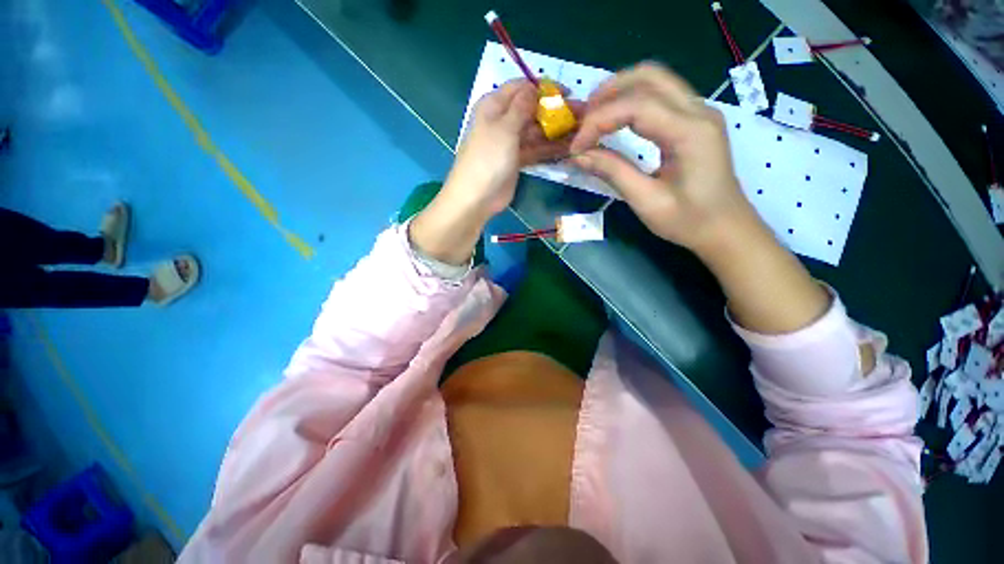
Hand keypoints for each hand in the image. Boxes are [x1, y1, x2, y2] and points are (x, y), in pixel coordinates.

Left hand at [409, 79, 574, 264]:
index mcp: (494, 105)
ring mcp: (510, 143)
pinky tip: (569, 148)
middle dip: (555, 111)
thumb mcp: (504, 128)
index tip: (568, 94)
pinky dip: (549, 149)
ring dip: (556, 131)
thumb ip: (522, 107)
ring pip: (536, 131)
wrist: (477, 198)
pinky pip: (536, 150)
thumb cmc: (487, 159)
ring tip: (581, 132)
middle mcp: (503, 121)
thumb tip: (535, 87)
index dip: (544, 88)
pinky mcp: (516, 161)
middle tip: (582, 115)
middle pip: (532, 110)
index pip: (521, 88)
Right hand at [569, 62, 761, 255]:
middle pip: (649, 76)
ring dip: (620, 91)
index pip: (637, 107)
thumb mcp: (647, 201)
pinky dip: (632, 100)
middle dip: (609, 91)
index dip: (599, 121)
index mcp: (690, 132)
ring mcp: (700, 112)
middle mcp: (698, 111)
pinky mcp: (695, 120)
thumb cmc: (689, 221)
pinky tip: (616, 120)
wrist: (726, 228)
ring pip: (656, 80)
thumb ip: (614, 172)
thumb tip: (579, 156)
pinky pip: (661, 95)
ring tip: (594, 117)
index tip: (576, 147)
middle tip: (583, 118)